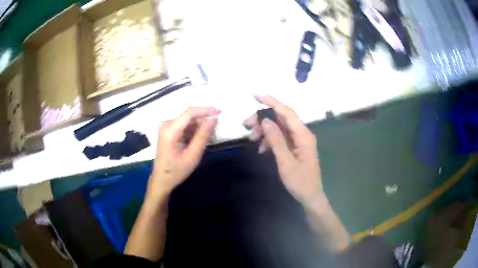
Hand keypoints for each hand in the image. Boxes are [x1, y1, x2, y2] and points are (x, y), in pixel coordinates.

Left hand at [148, 107, 220, 198]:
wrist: (162, 180)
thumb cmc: (176, 170)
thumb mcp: (193, 155)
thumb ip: (203, 135)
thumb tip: (213, 119)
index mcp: (170, 129)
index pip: (190, 112)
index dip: (206, 110)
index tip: (220, 113)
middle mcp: (167, 124)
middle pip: (190, 117)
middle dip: (204, 123)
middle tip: (215, 136)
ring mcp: (167, 128)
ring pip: (189, 122)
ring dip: (200, 129)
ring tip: (209, 141)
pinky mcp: (169, 132)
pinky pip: (185, 127)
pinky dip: (194, 133)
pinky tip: (199, 142)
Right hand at [243, 96, 323, 204]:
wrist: (310, 196)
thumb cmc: (300, 182)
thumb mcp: (286, 163)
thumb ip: (276, 140)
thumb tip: (265, 120)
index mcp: (303, 135)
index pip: (287, 112)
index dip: (272, 102)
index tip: (256, 95)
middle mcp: (302, 134)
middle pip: (281, 118)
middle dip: (263, 118)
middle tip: (246, 124)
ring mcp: (298, 140)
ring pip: (279, 127)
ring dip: (264, 130)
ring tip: (252, 139)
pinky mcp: (294, 147)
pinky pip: (280, 137)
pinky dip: (269, 140)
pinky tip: (261, 149)